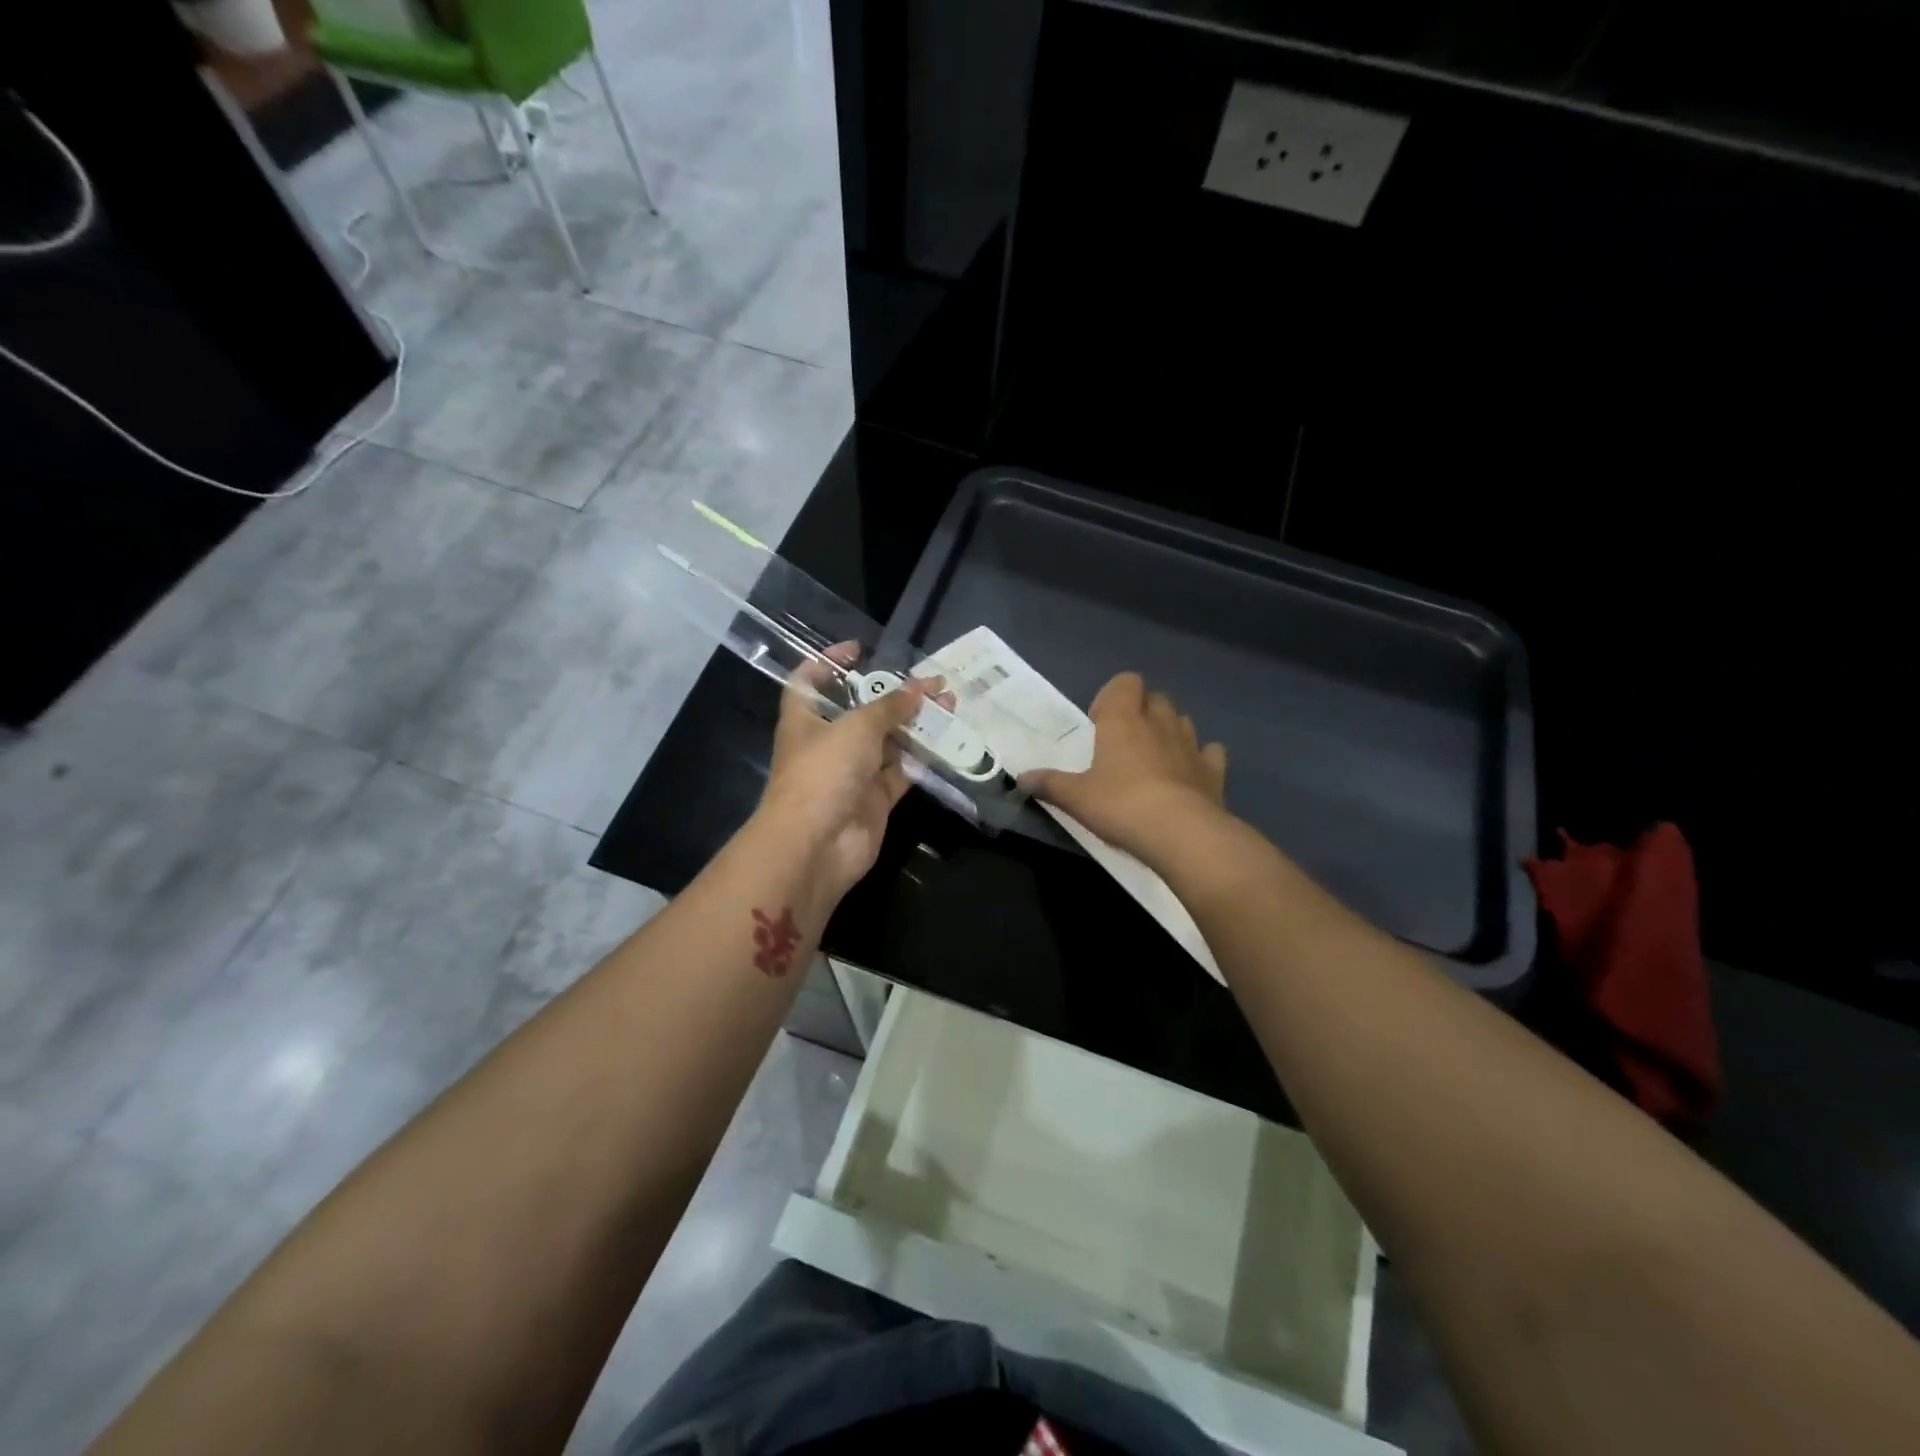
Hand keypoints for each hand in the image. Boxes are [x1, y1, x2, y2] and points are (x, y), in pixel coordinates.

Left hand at [757, 645, 937, 901]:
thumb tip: (920, 689)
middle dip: (894, 696)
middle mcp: (827, 743)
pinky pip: (901, 772)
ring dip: (915, 725)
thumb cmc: (823, 772)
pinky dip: (921, 759)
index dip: (830, 662)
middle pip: (861, 712)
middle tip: (931, 683)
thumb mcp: (856, 727)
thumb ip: (890, 706)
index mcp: (805, 719)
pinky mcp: (874, 799)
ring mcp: (852, 774)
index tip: (860, 649)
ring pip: (887, 742)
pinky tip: (948, 742)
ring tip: (951, 706)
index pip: (810, 680)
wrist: (817, 845)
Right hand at [1020, 672, 1229, 864]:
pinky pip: (1210, 753)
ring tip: (1154, 759)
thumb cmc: (1121, 805)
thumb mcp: (1076, 797)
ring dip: (1169, 731)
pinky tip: (1189, 775)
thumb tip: (1021, 778)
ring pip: (1182, 721)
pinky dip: (1201, 758)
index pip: (1126, 682)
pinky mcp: (1214, 771)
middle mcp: (1160, 723)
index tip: (1099, 724)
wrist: (1181, 833)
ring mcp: (1191, 745)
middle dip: (1142, 712)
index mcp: (1124, 720)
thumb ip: (1049, 784)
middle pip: (1156, 698)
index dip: (1113, 696)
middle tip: (1123, 742)